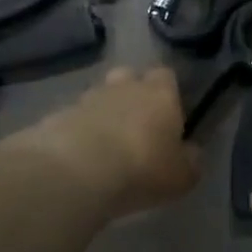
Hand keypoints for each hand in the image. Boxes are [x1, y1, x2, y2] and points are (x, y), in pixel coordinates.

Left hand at [40, 67, 199, 217]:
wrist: (76, 170)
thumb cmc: (140, 169)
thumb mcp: (181, 176)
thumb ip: (191, 161)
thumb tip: (192, 152)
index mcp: (159, 93)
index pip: (166, 75)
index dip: (168, 92)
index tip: (169, 115)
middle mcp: (124, 86)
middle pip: (129, 77)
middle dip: (132, 94)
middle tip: (136, 126)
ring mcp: (88, 97)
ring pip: (100, 96)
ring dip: (103, 113)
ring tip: (105, 145)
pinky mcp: (59, 114)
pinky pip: (75, 118)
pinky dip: (79, 131)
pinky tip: (80, 157)